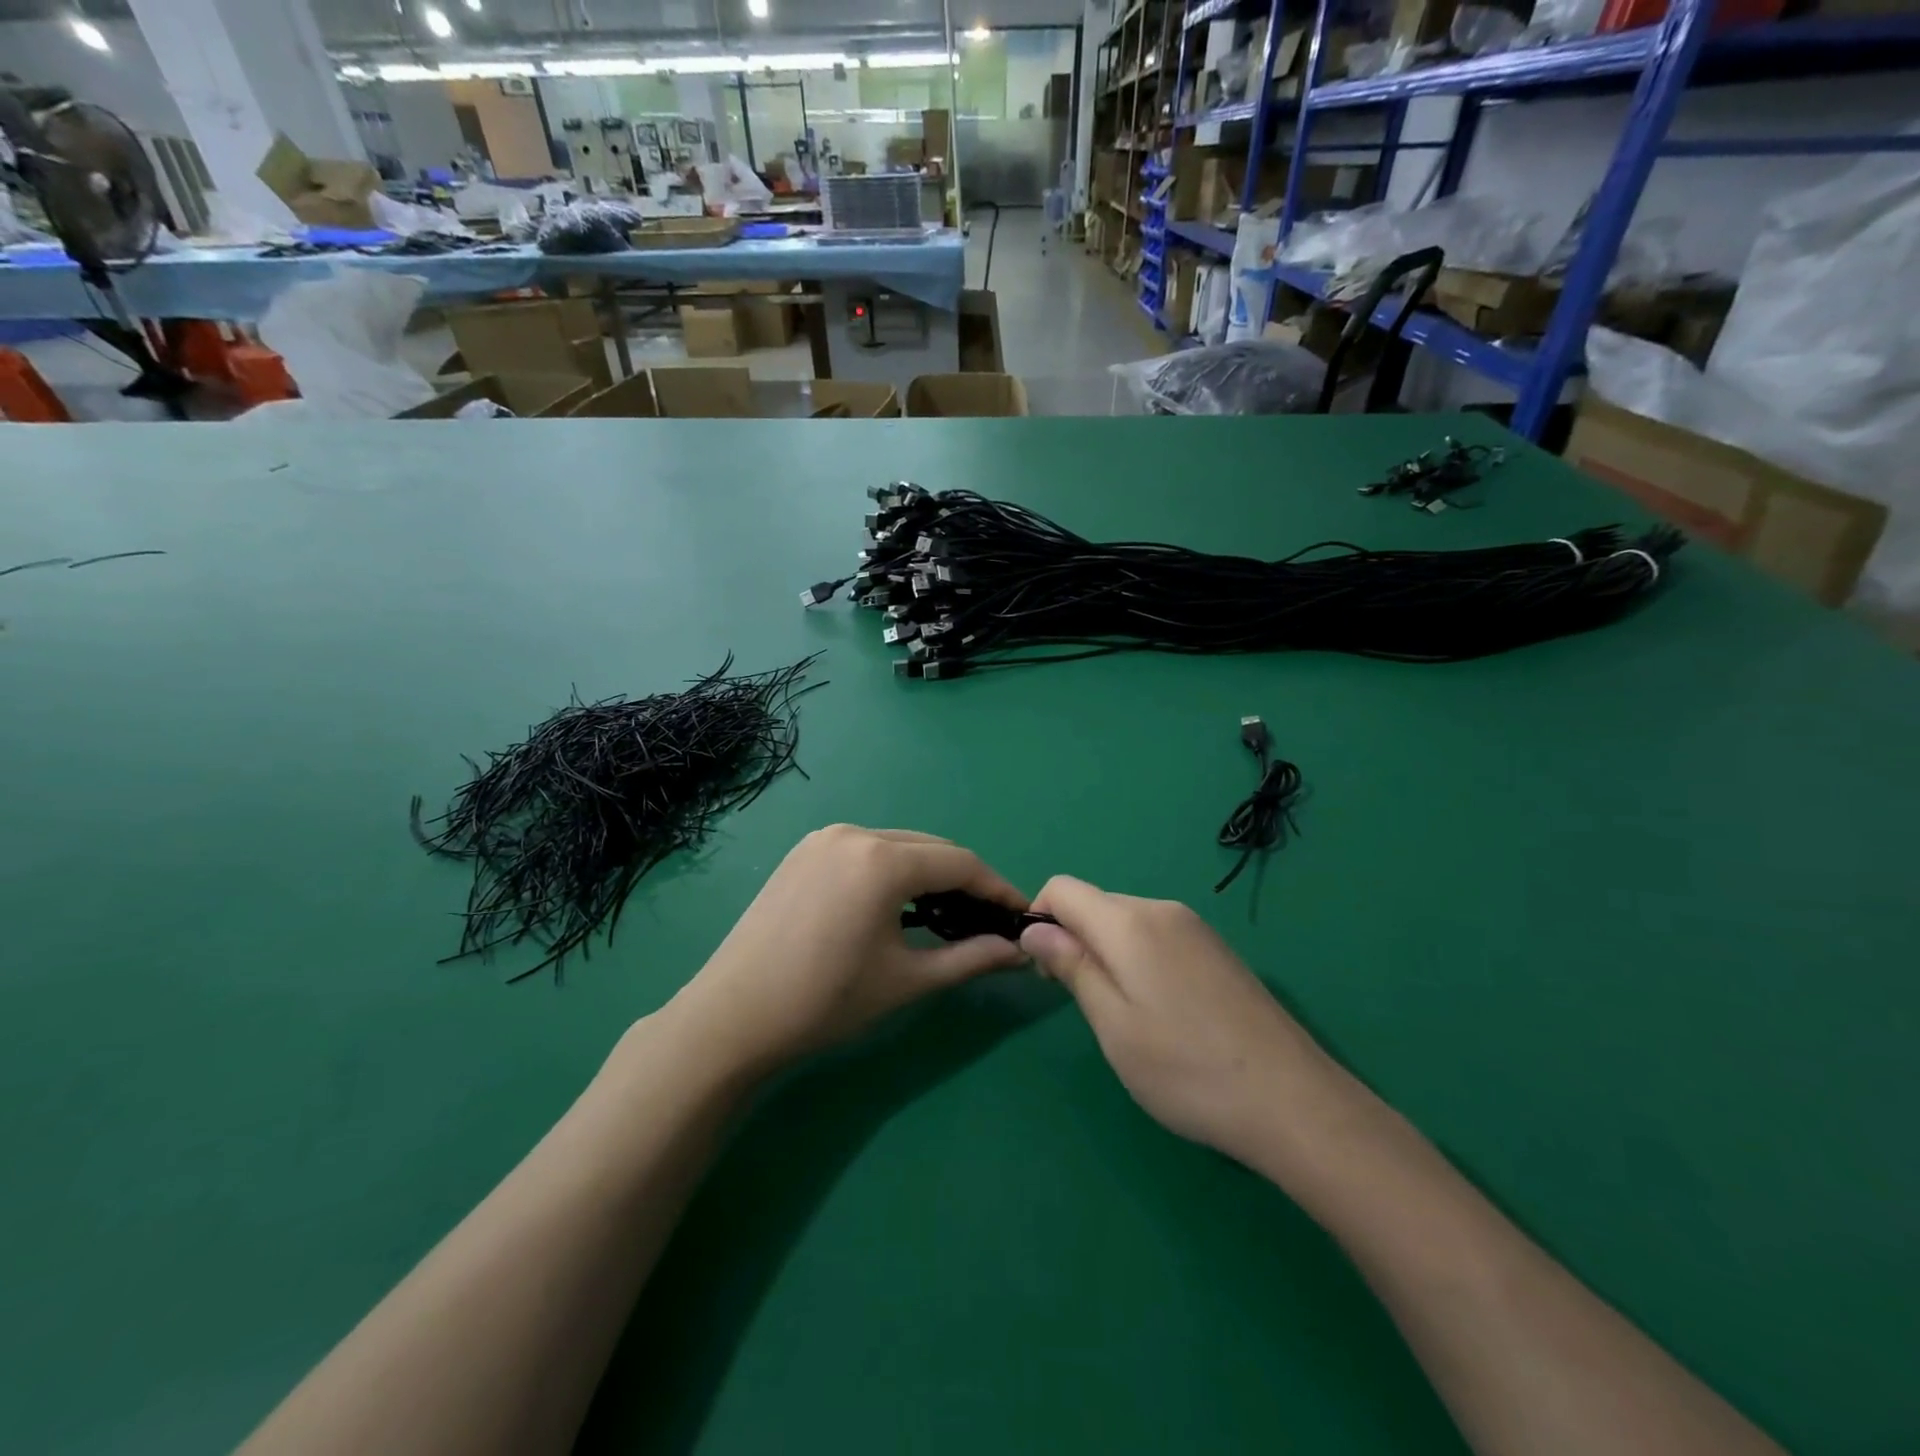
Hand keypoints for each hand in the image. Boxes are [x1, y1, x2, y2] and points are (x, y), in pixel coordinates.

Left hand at [665, 825, 1029, 1078]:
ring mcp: (823, 838)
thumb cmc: (826, 1001)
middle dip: (964, 880)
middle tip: (986, 919)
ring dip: (927, 874)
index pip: (960, 862)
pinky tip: (896, 905)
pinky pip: (864, 851)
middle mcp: (854, 833)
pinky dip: (891, 871)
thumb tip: (1018, 951)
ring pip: (896, 846)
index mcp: (882, 859)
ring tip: (946, 915)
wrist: (733, 1017)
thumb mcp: (907, 980)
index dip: (996, 887)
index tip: (1020, 914)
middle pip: (929, 848)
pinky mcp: (803, 852)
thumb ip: (970, 958)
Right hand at [1020, 876, 1335, 1166]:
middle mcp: (1162, 910)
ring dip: (1108, 953)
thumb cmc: (1186, 1069)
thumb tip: (1035, 930)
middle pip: (1095, 904)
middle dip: (1074, 940)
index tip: (1047, 972)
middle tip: (1086, 1005)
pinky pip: (1158, 937)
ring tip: (1127, 1016)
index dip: (1040, 920)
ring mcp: (1196, 928)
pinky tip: (1163, 1013)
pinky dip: (1139, 960)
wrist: (1293, 1101)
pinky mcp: (1217, 950)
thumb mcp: (1113, 1024)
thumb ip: (1072, 967)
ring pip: (1127, 922)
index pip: (1062, 888)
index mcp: (1129, 922)